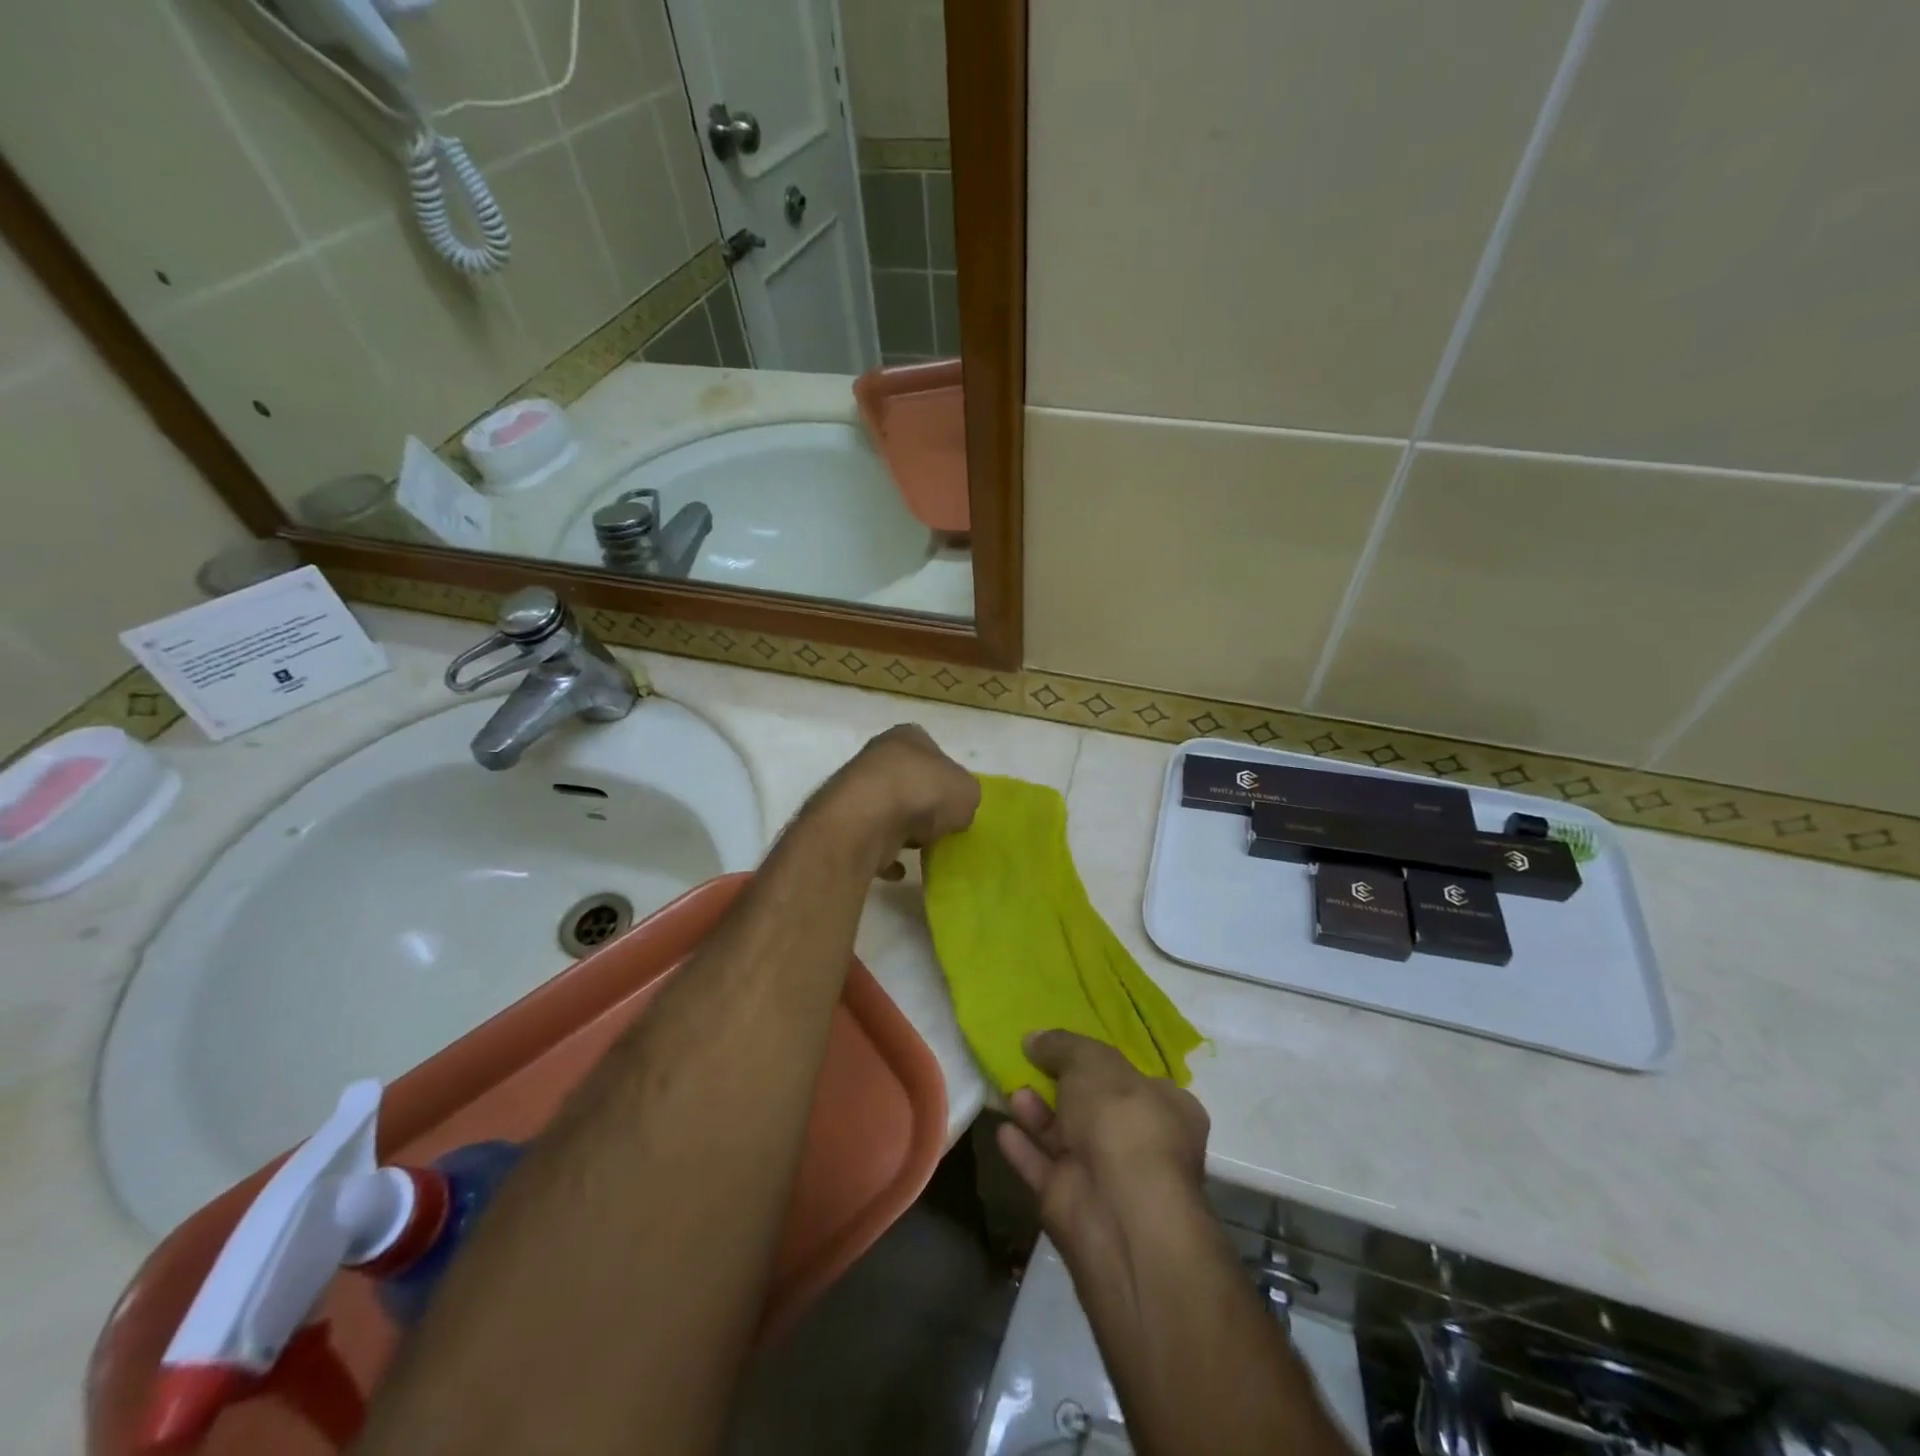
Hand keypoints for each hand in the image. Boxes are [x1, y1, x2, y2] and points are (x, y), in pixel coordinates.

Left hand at [816, 724, 979, 877]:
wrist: (868, 819)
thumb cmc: (924, 792)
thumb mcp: (967, 792)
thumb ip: (965, 797)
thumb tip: (956, 811)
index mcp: (907, 737)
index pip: (932, 751)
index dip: (946, 777)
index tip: (954, 801)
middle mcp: (877, 756)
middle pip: (907, 781)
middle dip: (922, 803)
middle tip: (939, 825)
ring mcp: (857, 790)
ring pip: (887, 809)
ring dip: (902, 828)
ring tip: (920, 846)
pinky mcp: (845, 822)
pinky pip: (871, 839)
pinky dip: (884, 854)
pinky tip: (899, 868)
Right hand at [997, 1030, 1210, 1274]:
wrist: (1118, 1211)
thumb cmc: (1121, 1119)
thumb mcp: (1091, 1061)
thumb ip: (1062, 1045)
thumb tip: (1033, 1038)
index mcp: (1167, 1108)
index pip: (1137, 1079)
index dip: (1103, 1062)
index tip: (1069, 1047)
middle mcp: (1140, 1143)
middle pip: (1095, 1108)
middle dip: (1061, 1087)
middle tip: (1031, 1065)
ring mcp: (1106, 1177)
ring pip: (1065, 1138)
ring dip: (1038, 1115)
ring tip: (1013, 1091)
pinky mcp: (1072, 1203)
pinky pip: (1042, 1168)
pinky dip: (1023, 1149)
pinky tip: (1003, 1130)